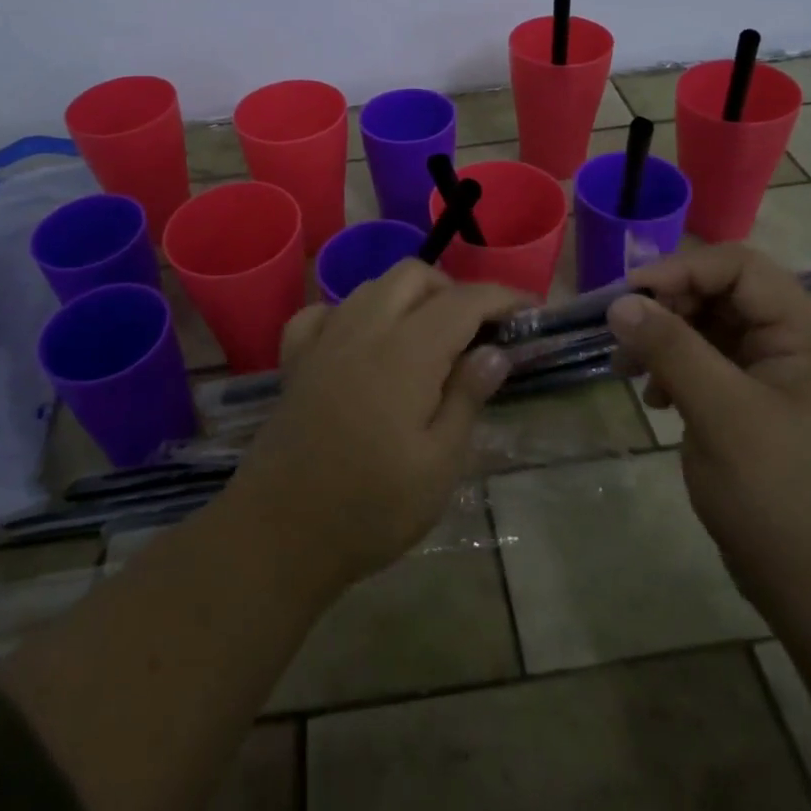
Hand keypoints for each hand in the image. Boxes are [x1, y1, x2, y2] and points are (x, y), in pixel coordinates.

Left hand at [229, 261, 522, 593]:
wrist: (281, 534)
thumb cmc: (372, 507)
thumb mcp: (439, 464)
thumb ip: (467, 398)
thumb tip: (494, 352)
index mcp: (406, 352)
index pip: (462, 301)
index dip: (501, 298)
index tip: (528, 310)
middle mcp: (363, 329)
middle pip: (413, 276)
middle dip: (453, 290)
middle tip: (476, 332)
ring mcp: (324, 341)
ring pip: (371, 286)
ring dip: (407, 296)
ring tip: (428, 338)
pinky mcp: (296, 361)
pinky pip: (324, 312)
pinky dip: (351, 313)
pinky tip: (363, 343)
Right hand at [609, 244, 810, 632]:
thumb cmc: (783, 497)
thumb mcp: (722, 415)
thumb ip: (672, 350)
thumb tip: (621, 302)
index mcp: (805, 335)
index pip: (739, 269)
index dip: (680, 271)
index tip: (626, 298)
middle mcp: (794, 347)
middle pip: (721, 295)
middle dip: (667, 308)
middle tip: (620, 338)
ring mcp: (776, 380)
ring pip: (710, 331)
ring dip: (665, 340)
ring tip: (627, 370)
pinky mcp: (757, 410)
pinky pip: (710, 368)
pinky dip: (677, 372)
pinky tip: (656, 401)